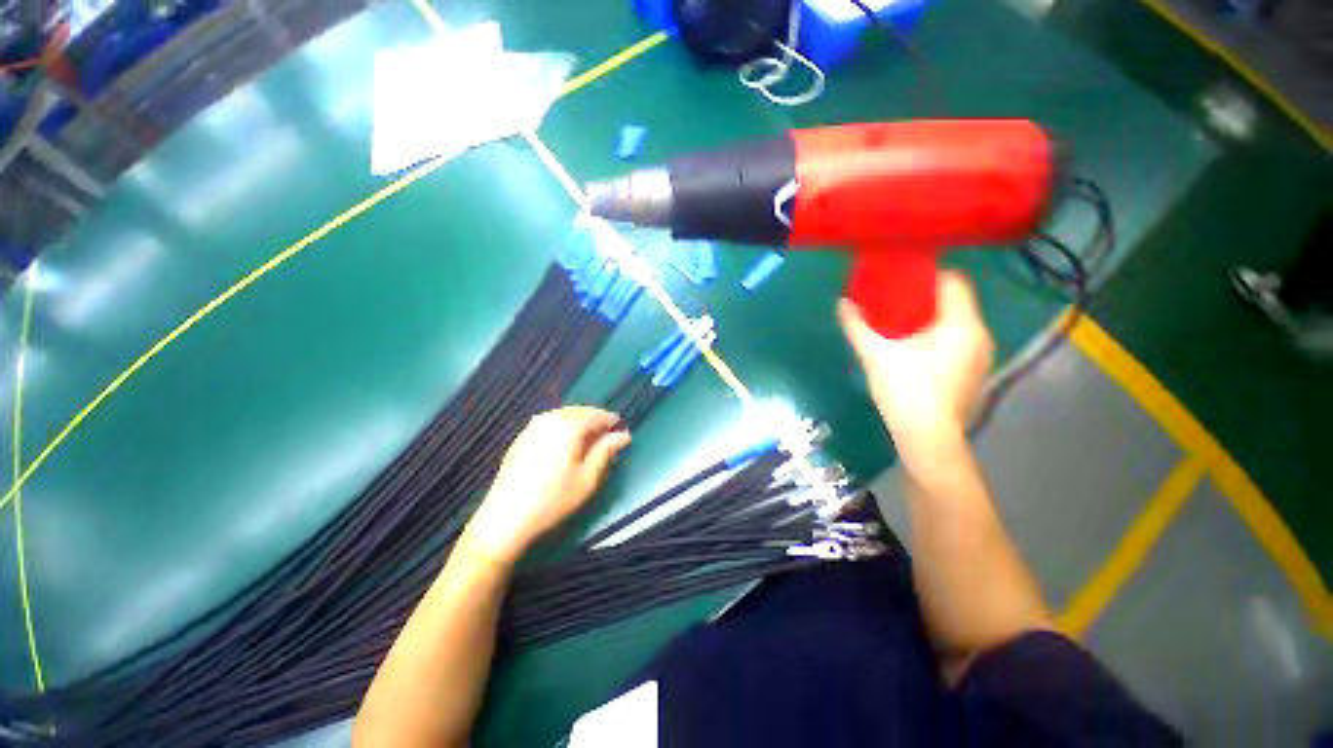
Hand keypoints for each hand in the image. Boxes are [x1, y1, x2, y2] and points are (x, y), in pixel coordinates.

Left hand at [465, 406, 630, 564]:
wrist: (505, 518)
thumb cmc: (554, 498)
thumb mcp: (588, 477)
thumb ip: (607, 451)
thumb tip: (623, 435)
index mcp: (569, 425)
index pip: (598, 415)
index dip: (612, 423)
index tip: (622, 434)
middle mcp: (550, 418)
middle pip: (581, 412)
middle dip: (596, 422)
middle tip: (607, 440)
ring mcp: (533, 426)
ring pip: (564, 415)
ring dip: (580, 424)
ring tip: (588, 443)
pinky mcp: (522, 437)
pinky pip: (550, 423)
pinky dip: (563, 428)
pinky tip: (565, 446)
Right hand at [838, 271, 992, 479]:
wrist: (928, 439)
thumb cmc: (906, 391)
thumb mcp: (876, 355)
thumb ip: (858, 326)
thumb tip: (842, 303)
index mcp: (962, 324)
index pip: (953, 281)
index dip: (927, 275)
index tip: (899, 278)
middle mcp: (979, 335)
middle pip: (954, 302)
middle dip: (924, 297)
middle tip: (892, 300)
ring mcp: (980, 356)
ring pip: (956, 324)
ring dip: (930, 319)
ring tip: (899, 323)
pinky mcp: (974, 373)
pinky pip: (957, 341)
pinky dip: (937, 337)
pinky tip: (913, 348)